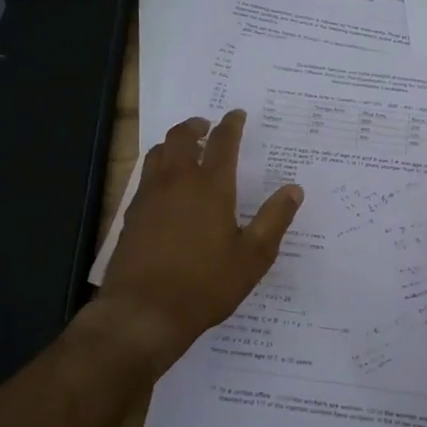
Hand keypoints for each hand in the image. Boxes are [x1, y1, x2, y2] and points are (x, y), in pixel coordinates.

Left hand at [94, 110, 303, 372]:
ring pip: (158, 153)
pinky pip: (145, 176)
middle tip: (206, 125)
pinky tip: (165, 185)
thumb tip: (294, 189)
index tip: (236, 114)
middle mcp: (178, 182)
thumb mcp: (253, 257)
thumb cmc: (206, 284)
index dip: (231, 124)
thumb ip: (274, 219)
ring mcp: (150, 196)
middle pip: (182, 138)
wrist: (143, 312)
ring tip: (184, 148)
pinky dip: (158, 167)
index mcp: (211, 187)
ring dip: (173, 143)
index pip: (223, 142)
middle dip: (195, 126)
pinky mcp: (132, 214)